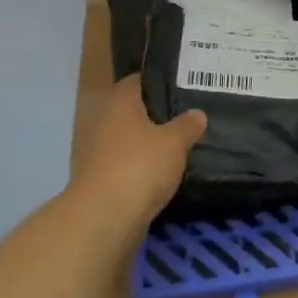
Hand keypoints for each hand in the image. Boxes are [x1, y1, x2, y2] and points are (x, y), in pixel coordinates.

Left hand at [71, 76, 204, 227]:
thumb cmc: (140, 165)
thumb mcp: (174, 142)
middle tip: (183, 112)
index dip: (152, 79)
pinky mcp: (101, 182)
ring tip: (177, 143)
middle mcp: (105, 125)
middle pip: (129, 112)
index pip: (133, 82)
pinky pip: (126, 166)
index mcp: (120, 106)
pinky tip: (163, 172)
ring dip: (146, 142)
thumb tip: (198, 114)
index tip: (175, 81)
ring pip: (127, 140)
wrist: (104, 218)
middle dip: (152, 113)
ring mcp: (99, 155)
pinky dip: (141, 167)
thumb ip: (187, 126)